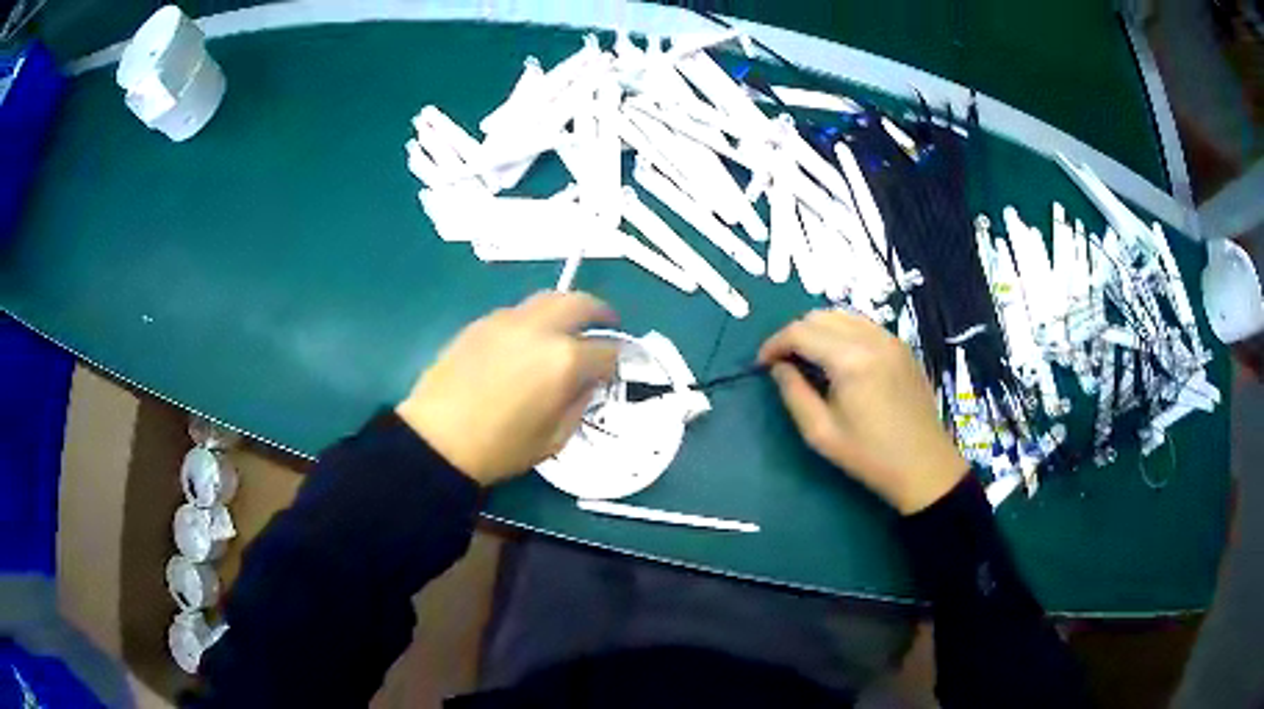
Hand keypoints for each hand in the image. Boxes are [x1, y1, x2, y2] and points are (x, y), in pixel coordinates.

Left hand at [396, 292, 619, 485]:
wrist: (437, 439)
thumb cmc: (500, 448)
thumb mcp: (553, 439)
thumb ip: (579, 404)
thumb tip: (588, 383)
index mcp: (564, 361)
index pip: (606, 350)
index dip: (617, 360)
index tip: (614, 369)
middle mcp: (540, 330)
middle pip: (580, 303)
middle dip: (600, 312)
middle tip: (607, 323)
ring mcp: (508, 321)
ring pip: (548, 298)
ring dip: (567, 308)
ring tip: (568, 326)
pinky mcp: (482, 322)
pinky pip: (519, 310)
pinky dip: (535, 317)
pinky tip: (529, 339)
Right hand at [760, 310, 967, 514]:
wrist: (924, 465)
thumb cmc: (870, 456)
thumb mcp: (821, 433)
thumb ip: (794, 394)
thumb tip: (778, 367)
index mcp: (850, 360)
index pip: (800, 332)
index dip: (774, 343)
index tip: (762, 364)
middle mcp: (871, 338)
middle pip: (819, 316)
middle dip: (794, 334)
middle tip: (783, 362)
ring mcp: (890, 338)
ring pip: (842, 314)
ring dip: (818, 330)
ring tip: (808, 359)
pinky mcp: (901, 346)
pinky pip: (862, 324)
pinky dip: (842, 332)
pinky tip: (839, 359)